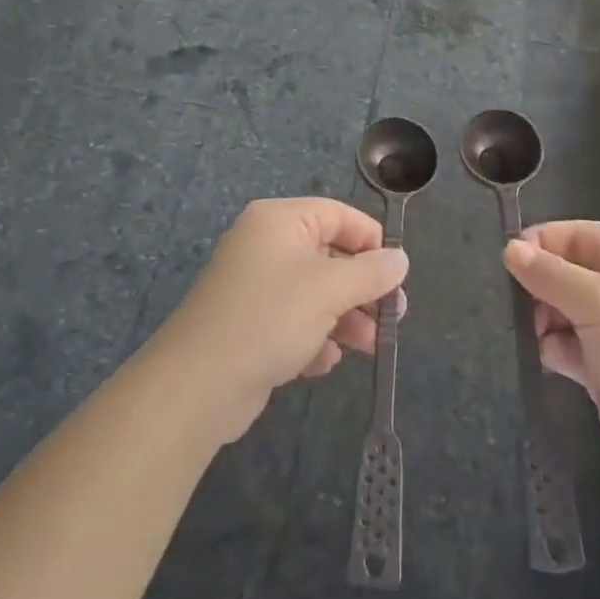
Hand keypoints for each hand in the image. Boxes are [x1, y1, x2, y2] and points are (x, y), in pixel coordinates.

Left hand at [156, 198, 408, 443]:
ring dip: (344, 317)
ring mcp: (255, 286)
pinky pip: (293, 321)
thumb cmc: (270, 317)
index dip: (371, 241)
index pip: (338, 215)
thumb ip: (370, 273)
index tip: (397, 273)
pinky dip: (313, 337)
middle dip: (362, 287)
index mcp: (280, 221)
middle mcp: (266, 245)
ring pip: (314, 293)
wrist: (198, 384)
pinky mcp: (249, 324)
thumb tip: (401, 259)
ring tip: (369, 346)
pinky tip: (323, 361)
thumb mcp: (329, 290)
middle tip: (392, 317)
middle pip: (329, 255)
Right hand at [503, 221, 599, 497]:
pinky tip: (547, 359)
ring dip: (543, 319)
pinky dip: (555, 349)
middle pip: (567, 271)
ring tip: (530, 333)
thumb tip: (510, 248)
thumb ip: (549, 273)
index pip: (575, 234)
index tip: (506, 263)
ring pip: (564, 309)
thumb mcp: (597, 300)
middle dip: (539, 285)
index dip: (540, 244)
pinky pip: (570, 346)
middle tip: (515, 305)